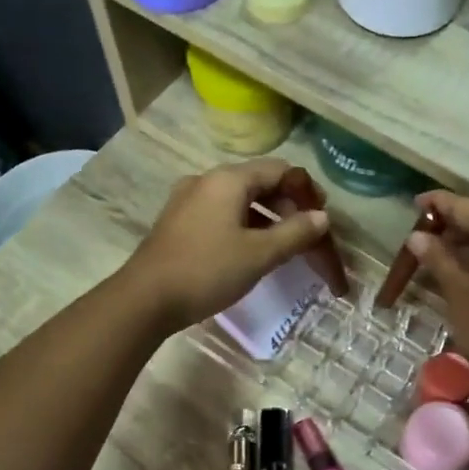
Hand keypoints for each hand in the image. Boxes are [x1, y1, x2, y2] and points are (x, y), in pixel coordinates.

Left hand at [124, 160, 327, 330]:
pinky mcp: (178, 221)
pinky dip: (243, 225)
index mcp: (228, 180)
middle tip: (306, 234)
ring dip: (266, 217)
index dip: (306, 190)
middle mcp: (207, 181)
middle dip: (287, 205)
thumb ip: (295, 233)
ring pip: (239, 200)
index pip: (279, 170)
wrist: (146, 299)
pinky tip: (250, 251)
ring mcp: (188, 200)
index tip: (321, 216)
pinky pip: (220, 213)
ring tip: (283, 245)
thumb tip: (322, 217)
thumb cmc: (207, 271)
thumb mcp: (259, 254)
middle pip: (258, 182)